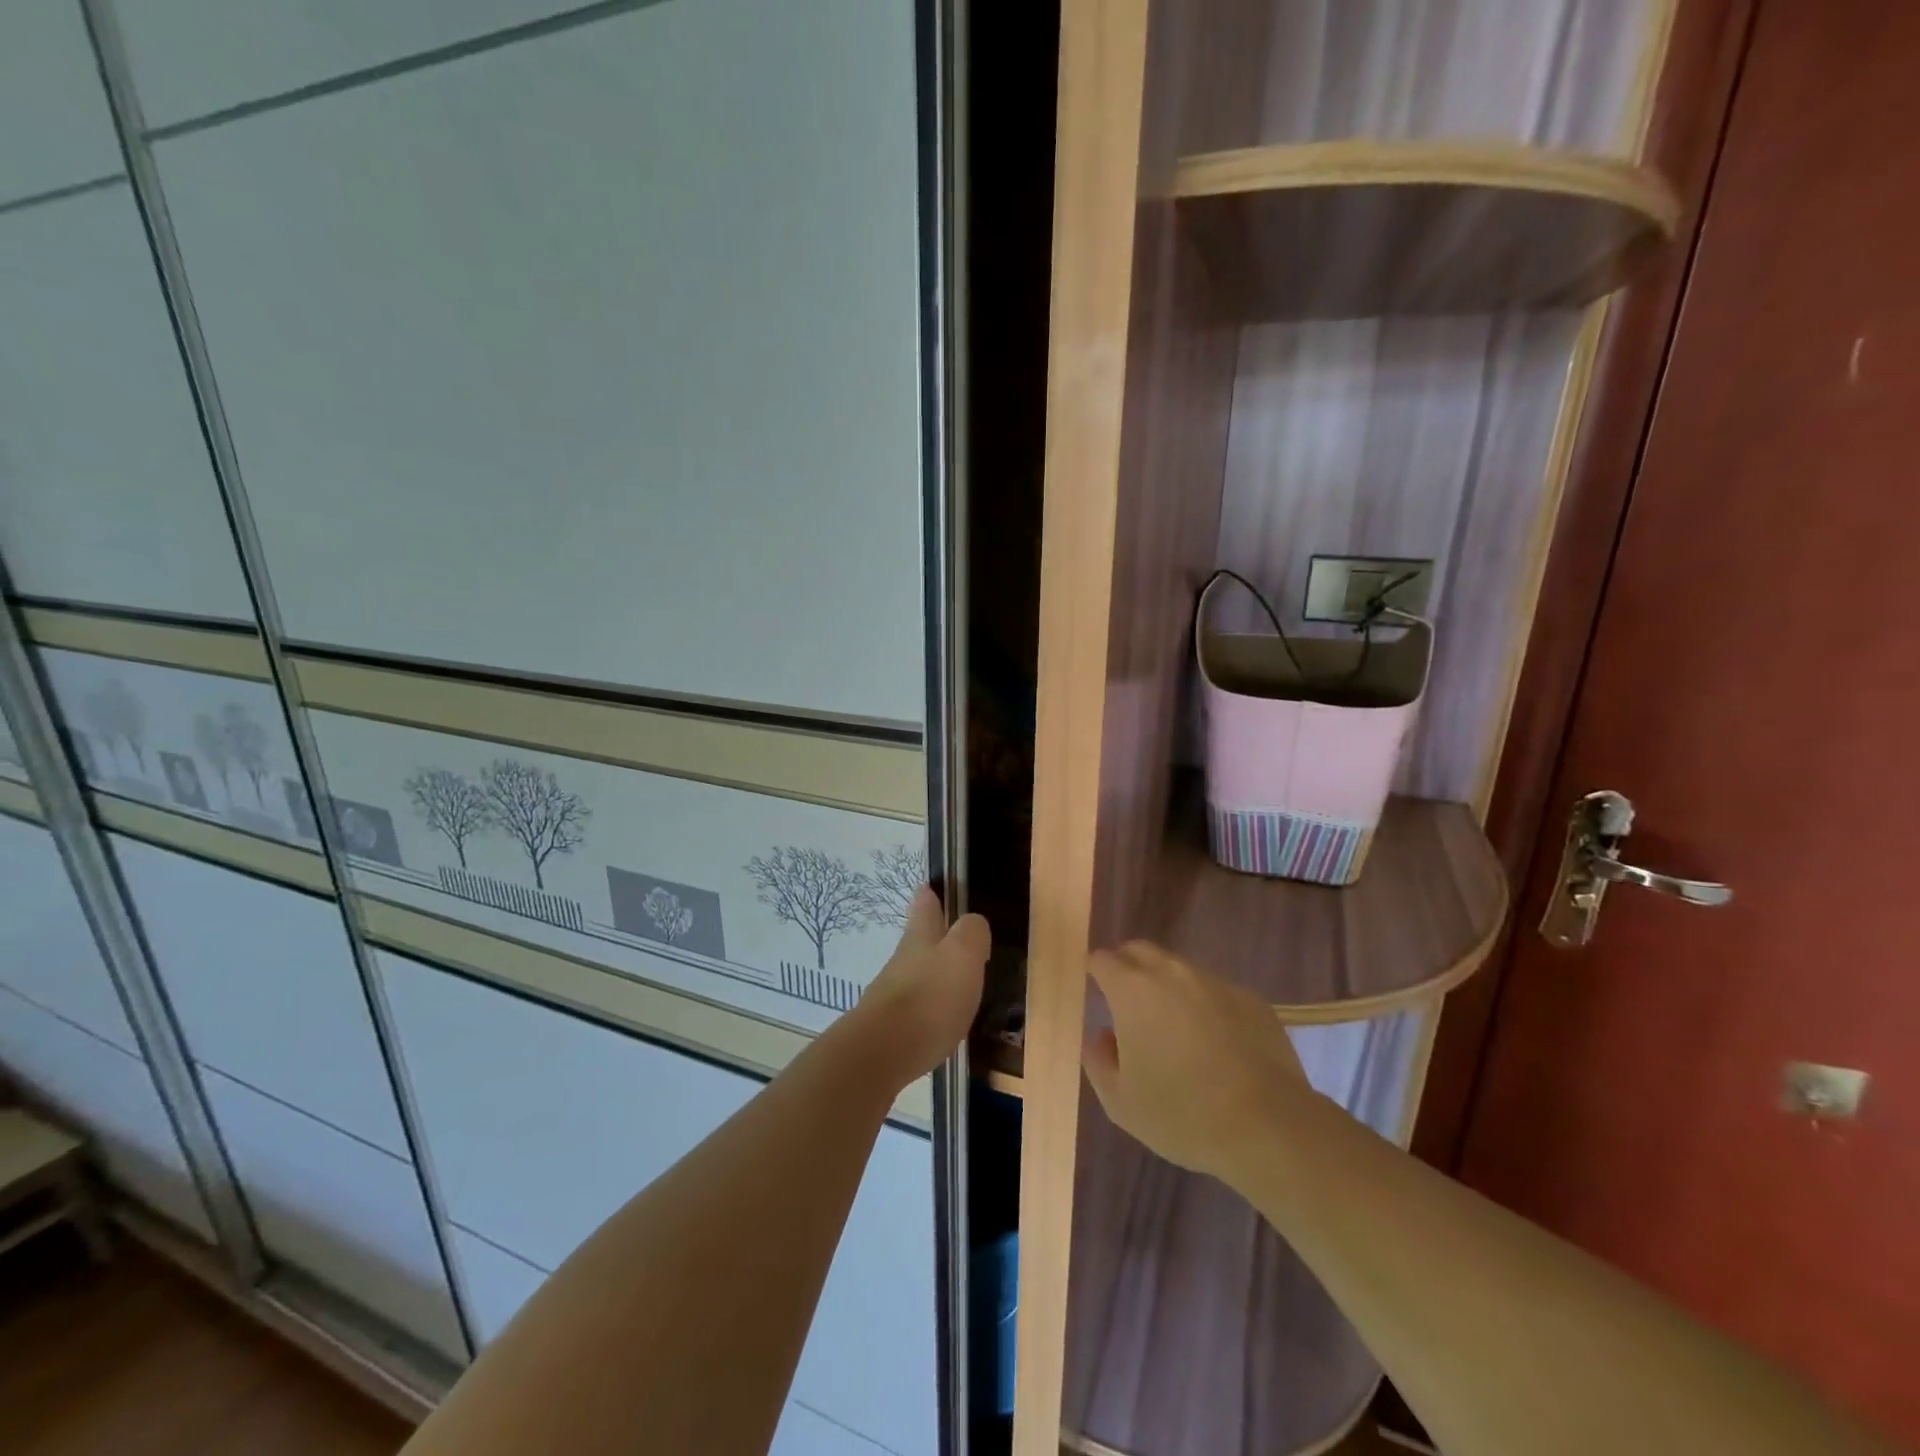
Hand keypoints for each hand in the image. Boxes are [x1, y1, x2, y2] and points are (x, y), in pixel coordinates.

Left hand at [849, 886, 988, 1087]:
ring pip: (914, 975)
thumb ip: (971, 933)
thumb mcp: (962, 956)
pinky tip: (940, 1018)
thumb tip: (972, 922)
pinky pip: (914, 1010)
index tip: (928, 887)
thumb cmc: (929, 997)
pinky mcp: (890, 1030)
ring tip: (951, 978)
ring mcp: (892, 996)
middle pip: (916, 941)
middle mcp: (902, 962)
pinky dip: (928, 1007)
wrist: (881, 1054)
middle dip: (929, 934)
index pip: (924, 907)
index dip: (928, 896)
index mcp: (920, 939)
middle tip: (944, 930)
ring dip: (930, 973)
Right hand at [1083, 942, 1312, 1181]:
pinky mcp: (1251, 1000)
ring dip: (1167, 987)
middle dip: (1127, 967)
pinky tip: (1214, 1044)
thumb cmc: (1182, 1113)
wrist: (1268, 1126)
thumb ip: (1098, 1060)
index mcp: (1133, 990)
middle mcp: (1173, 973)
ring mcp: (1216, 982)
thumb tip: (1100, 1036)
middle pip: (1140, 950)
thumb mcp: (1121, 1101)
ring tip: (1172, 1028)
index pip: (1103, 960)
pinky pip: (1216, 992)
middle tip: (1126, 1002)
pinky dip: (1205, 1006)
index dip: (1094, 972)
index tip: (1094, 991)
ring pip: (1180, 970)